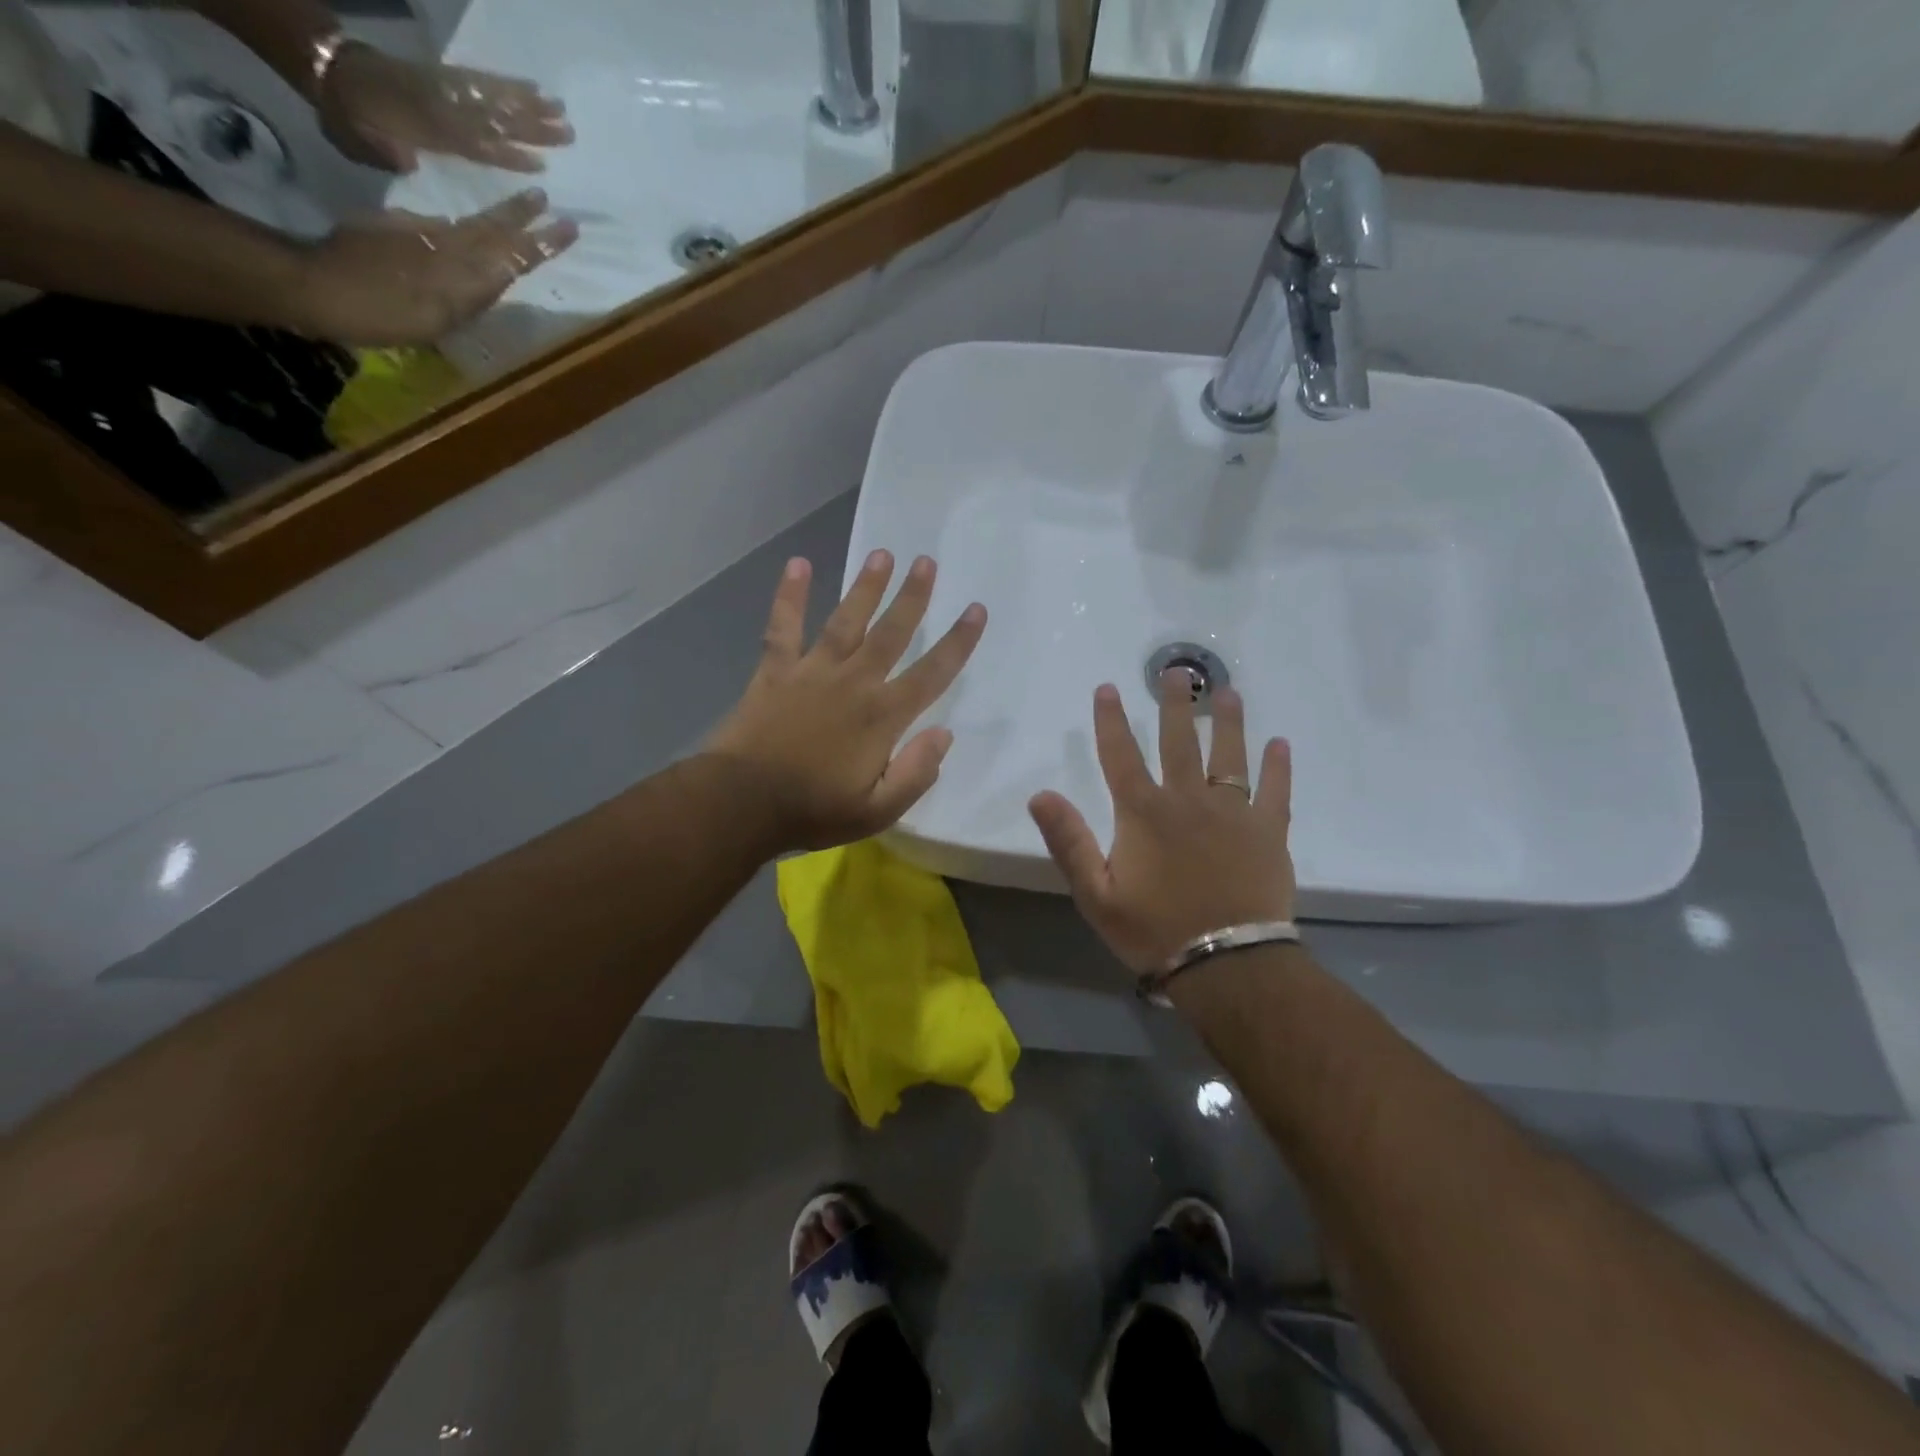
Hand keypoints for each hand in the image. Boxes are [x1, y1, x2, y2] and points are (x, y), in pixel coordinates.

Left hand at [293, 191, 576, 345]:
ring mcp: (419, 237)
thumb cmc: (380, 315)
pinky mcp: (392, 231)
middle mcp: (447, 251)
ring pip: (469, 227)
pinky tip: (456, 229)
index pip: (513, 256)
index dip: (541, 242)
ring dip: (497, 218)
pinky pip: (435, 227)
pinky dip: (455, 228)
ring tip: (516, 208)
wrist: (315, 286)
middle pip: (493, 232)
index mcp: (463, 275)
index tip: (568, 225)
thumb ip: (467, 296)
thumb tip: (487, 270)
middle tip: (546, 201)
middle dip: (523, 218)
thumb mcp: (435, 318)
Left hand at [319, 43, 572, 172]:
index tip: (540, 167)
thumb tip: (409, 160)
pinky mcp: (445, 78)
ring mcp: (445, 90)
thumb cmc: (349, 118)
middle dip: (531, 127)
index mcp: (426, 128)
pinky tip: (532, 89)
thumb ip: (387, 153)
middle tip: (568, 134)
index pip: (473, 144)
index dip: (506, 156)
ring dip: (529, 105)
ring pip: (492, 98)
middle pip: (493, 118)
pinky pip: (480, 81)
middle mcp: (442, 107)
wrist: (328, 69)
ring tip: (561, 112)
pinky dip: (508, 85)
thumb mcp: (360, 141)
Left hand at [705, 551, 986, 851]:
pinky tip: (797, 564)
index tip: (975, 610)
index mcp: (883, 716)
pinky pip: (783, 627)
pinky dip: (789, 595)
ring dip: (866, 587)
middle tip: (927, 561)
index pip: (932, 673)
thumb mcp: (878, 811)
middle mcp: (854, 682)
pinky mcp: (775, 671)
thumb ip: (916, 773)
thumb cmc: (814, 810)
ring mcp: (812, 671)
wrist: (742, 803)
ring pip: (846, 620)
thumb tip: (944, 734)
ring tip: (883, 554)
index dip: (958, 641)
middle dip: (913, 597)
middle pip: (891, 632)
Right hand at [1029, 675, 1294, 973]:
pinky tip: (1280, 743)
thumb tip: (1040, 794)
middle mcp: (1188, 800)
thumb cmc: (1154, 929)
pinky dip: (1278, 766)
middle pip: (1179, 742)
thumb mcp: (1096, 893)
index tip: (1108, 688)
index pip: (1121, 755)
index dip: (1111, 720)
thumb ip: (1069, 841)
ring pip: (1229, 756)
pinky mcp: (1269, 832)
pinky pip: (1275, 791)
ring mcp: (1234, 812)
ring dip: (1227, 721)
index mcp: (1143, 813)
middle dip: (1175, 704)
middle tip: (1177, 671)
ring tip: (1227, 692)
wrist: (1226, 964)